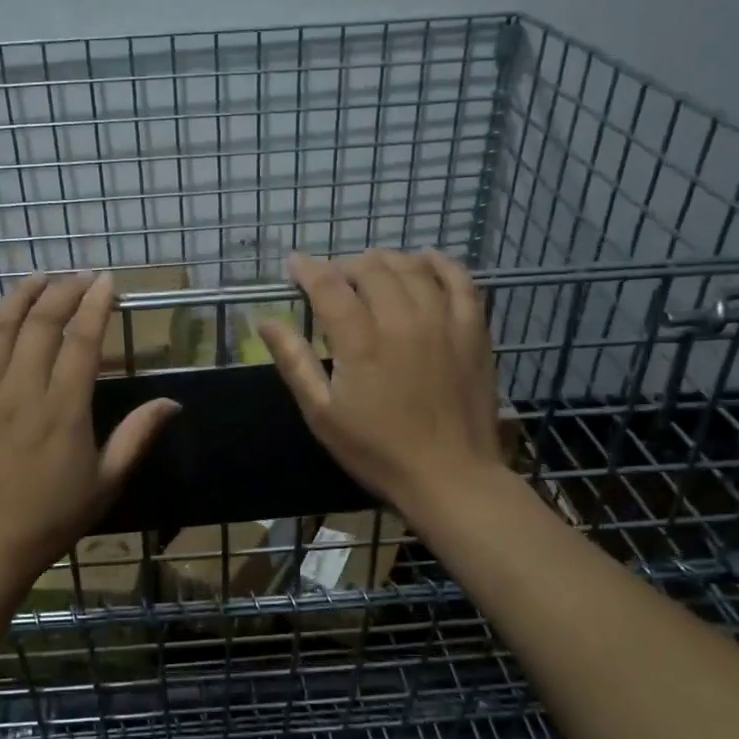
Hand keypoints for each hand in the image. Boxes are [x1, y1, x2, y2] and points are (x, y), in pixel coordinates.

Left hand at [0, 272, 179, 603]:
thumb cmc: (49, 519)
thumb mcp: (105, 482)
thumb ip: (137, 436)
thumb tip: (172, 402)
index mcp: (63, 408)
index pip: (83, 339)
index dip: (96, 305)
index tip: (107, 282)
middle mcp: (21, 390)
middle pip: (43, 323)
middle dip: (64, 291)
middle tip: (79, 277)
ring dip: (20, 295)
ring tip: (39, 277)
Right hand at [258, 250, 503, 518]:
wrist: (450, 477)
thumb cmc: (377, 451)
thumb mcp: (322, 414)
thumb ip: (294, 362)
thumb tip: (266, 321)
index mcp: (361, 342)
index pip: (329, 286)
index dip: (308, 269)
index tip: (294, 264)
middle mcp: (403, 321)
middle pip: (371, 269)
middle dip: (344, 266)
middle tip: (333, 280)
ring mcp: (443, 322)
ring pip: (412, 268)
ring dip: (385, 261)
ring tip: (370, 270)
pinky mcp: (473, 331)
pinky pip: (460, 280)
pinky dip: (440, 264)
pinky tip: (425, 262)